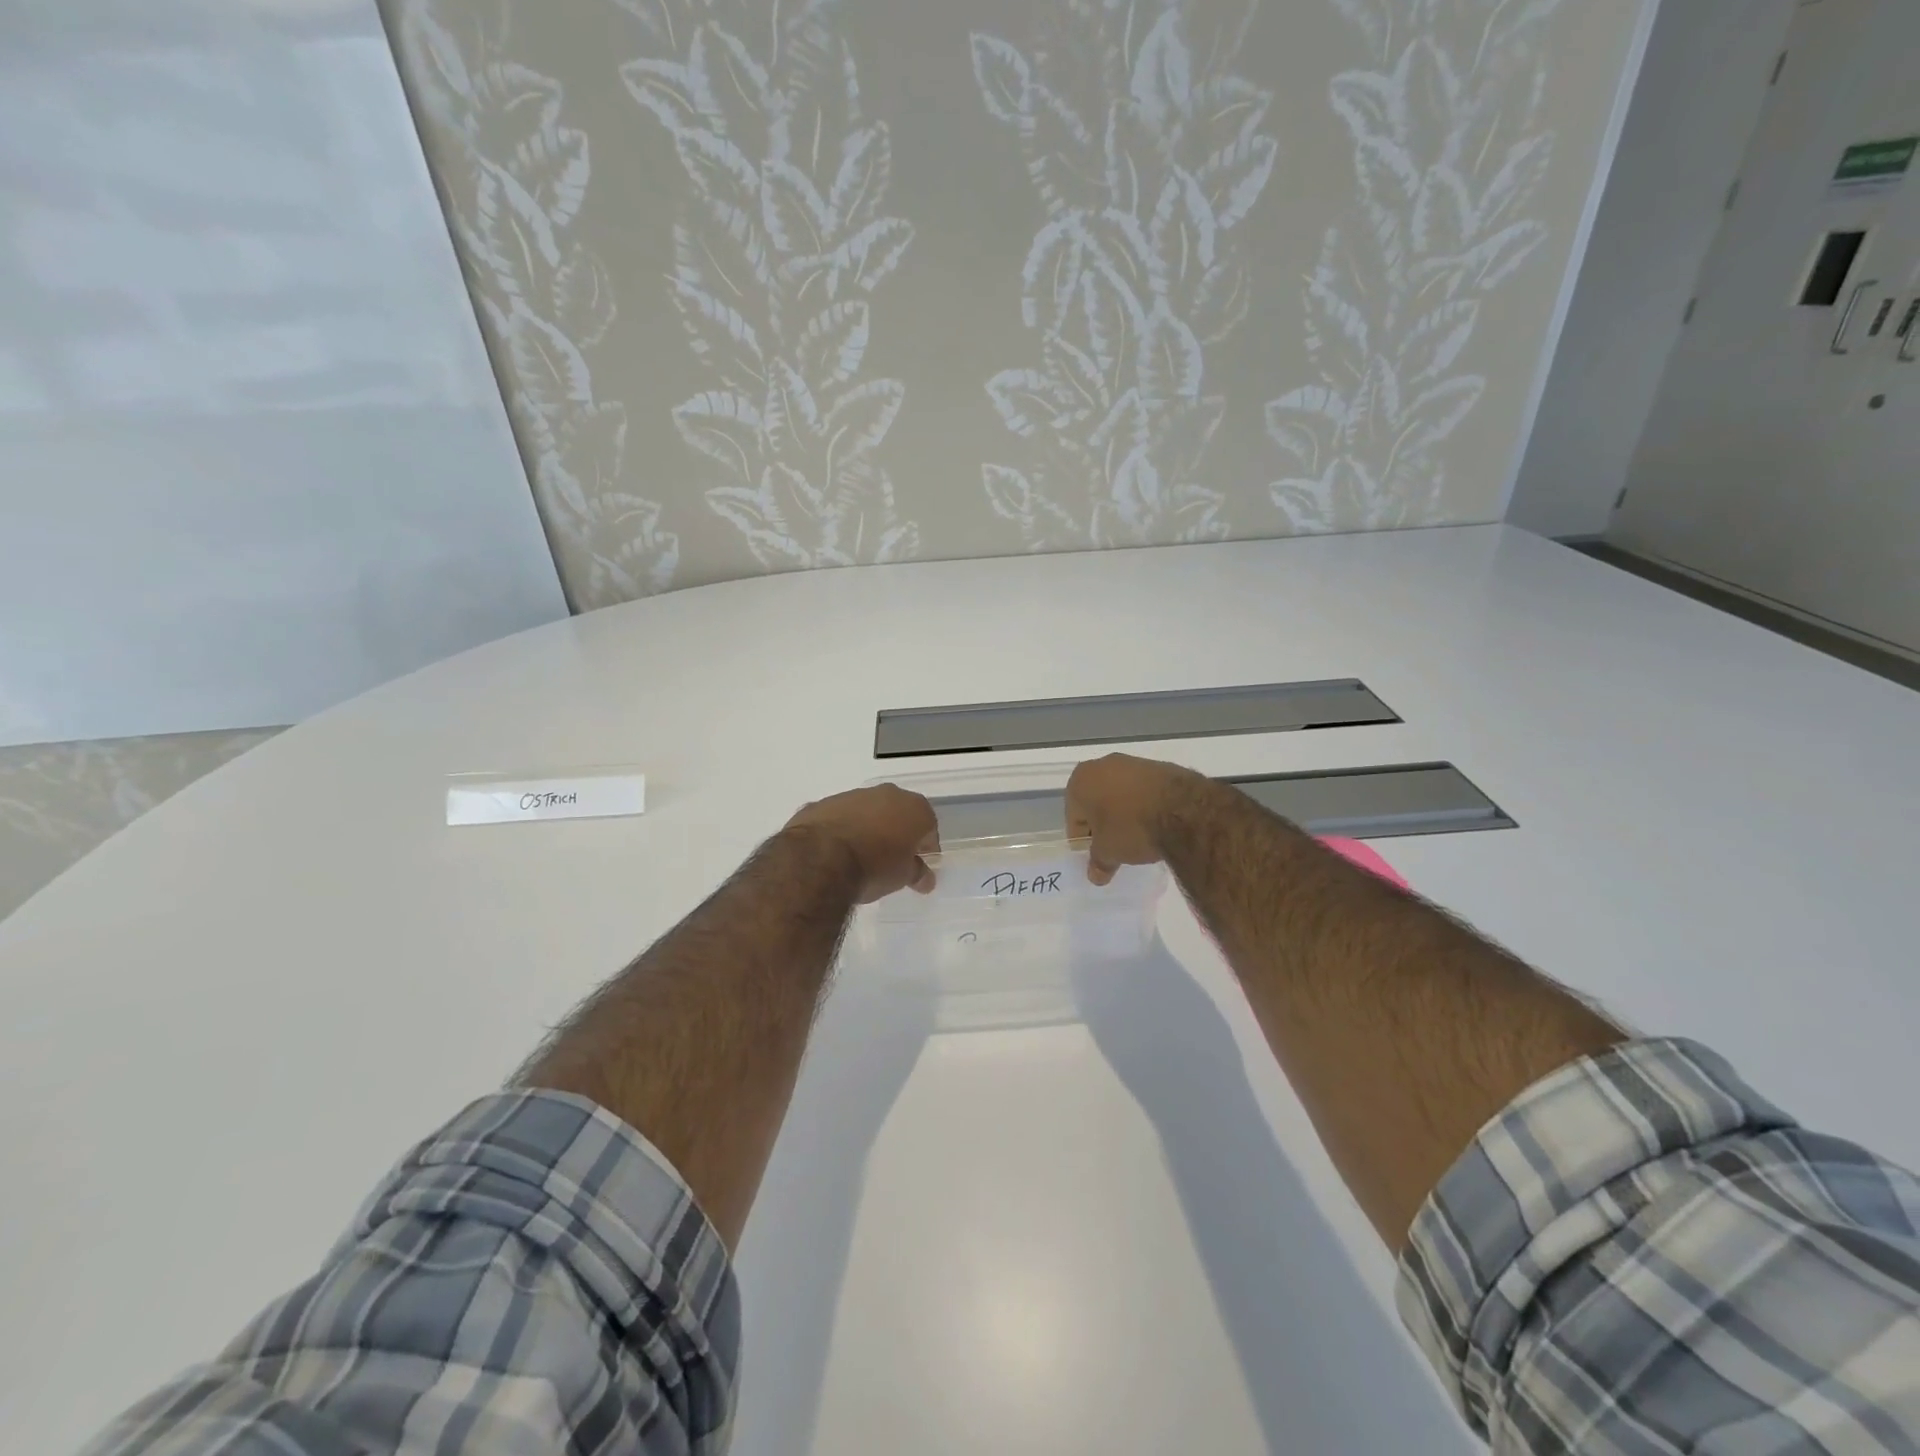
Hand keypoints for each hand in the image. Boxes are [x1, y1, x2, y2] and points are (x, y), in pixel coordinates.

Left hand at [785, 784, 940, 902]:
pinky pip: (840, 817)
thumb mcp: (902, 877)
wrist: (820, 858)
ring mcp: (853, 795)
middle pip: (899, 813)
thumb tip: (925, 878)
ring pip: (868, 811)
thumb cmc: (874, 867)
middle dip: (897, 833)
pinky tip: (835, 851)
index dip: (926, 848)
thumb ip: (916, 873)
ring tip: (861, 856)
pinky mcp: (824, 803)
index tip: (919, 865)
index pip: (929, 828)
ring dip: (868, 828)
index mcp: (914, 808)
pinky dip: (842, 829)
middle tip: (892, 859)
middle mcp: (887, 794)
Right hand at [1065, 753, 1205, 885]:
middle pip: (1096, 802)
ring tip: (1138, 838)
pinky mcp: (1161, 767)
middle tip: (1114, 848)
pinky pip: (1143, 791)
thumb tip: (1095, 875)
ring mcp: (1134, 762)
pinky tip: (1156, 824)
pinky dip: (1145, 805)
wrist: (1183, 810)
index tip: (1096, 856)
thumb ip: (1098, 863)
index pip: (1074, 817)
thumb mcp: (1109, 852)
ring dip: (1124, 814)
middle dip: (1103, 824)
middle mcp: (1103, 764)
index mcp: (1081, 780)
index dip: (1083, 840)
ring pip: (1120, 794)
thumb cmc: (1131, 828)